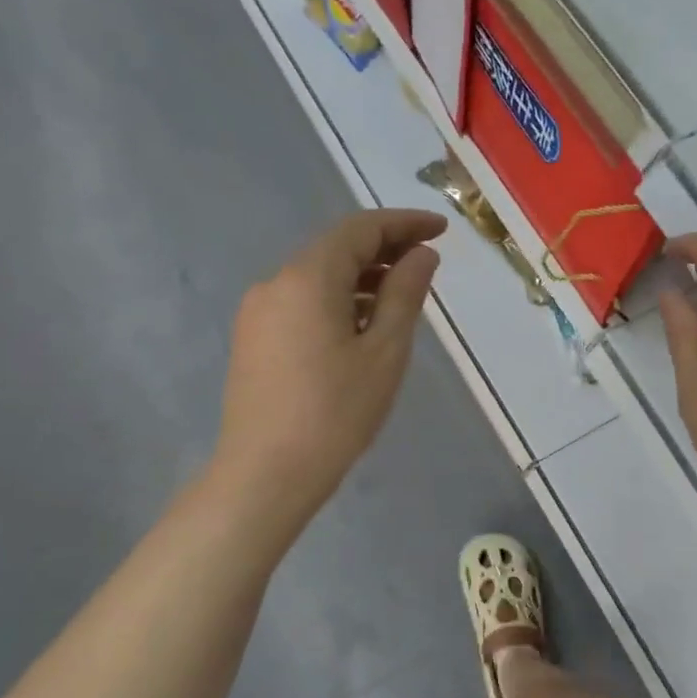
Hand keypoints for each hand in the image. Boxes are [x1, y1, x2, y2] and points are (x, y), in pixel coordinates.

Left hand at [209, 209, 446, 520]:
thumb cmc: (336, 412)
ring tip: (402, 294)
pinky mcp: (254, 338)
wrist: (266, 474)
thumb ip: (405, 293)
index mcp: (308, 278)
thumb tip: (421, 255)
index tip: (442, 230)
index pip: (360, 229)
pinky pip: (303, 300)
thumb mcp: (385, 351)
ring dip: (362, 275)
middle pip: (336, 248)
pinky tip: (363, 324)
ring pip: (318, 275)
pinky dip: (338, 298)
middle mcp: (275, 283)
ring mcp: (259, 312)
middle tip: (428, 260)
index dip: (404, 223)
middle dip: (384, 247)